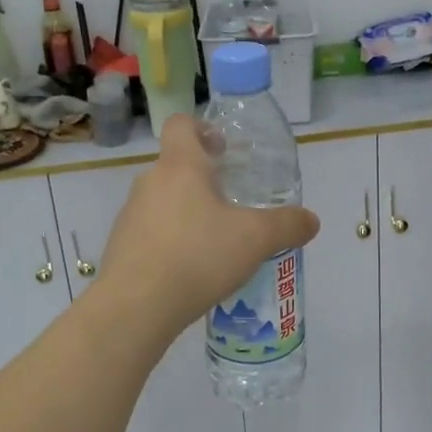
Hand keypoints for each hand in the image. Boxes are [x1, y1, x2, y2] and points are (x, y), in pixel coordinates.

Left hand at [96, 116, 320, 340]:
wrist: (136, 307)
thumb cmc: (198, 256)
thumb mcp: (256, 239)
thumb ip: (287, 225)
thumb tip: (311, 220)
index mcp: (181, 166)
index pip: (182, 124)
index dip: (202, 128)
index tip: (223, 149)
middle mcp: (149, 182)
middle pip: (176, 165)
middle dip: (203, 179)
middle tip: (232, 202)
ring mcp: (130, 214)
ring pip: (163, 200)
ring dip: (187, 212)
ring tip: (214, 242)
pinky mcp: (121, 246)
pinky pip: (151, 232)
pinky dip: (170, 241)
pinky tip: (190, 269)